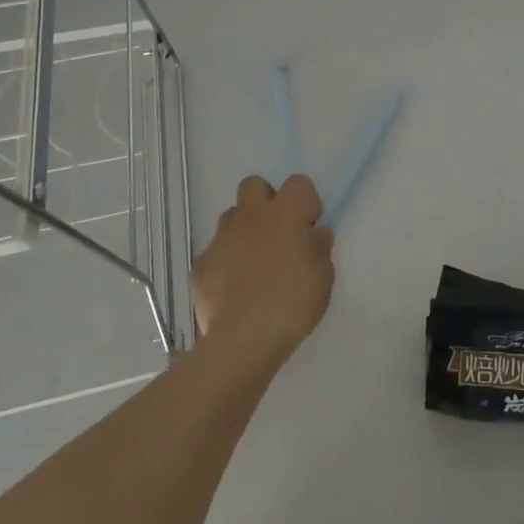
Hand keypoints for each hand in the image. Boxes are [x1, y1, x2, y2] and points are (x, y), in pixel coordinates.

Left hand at [191, 175, 334, 368]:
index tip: (309, 227)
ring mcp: (221, 238)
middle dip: (266, 201)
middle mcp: (250, 216)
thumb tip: (314, 235)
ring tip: (253, 263)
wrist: (242, 341)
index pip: (299, 183)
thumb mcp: (324, 277)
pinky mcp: (200, 265)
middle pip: (254, 185)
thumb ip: (319, 248)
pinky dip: (224, 263)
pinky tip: (233, 289)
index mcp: (285, 213)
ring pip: (231, 217)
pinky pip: (215, 252)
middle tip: (277, 233)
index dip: (306, 201)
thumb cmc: (292, 304)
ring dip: (244, 231)